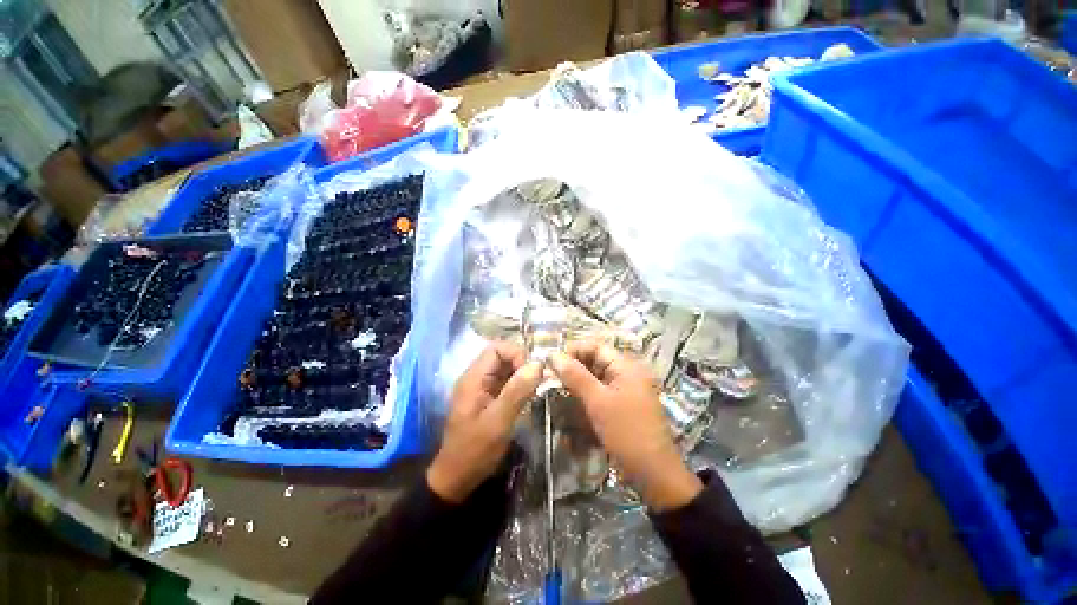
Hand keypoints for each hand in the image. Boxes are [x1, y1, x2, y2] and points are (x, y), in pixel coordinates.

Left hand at [427, 341, 541, 502]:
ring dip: (522, 374)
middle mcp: (476, 378)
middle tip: (538, 381)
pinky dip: (519, 384)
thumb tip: (538, 364)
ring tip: (537, 388)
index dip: (516, 354)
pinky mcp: (488, 398)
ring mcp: (482, 388)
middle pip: (502, 356)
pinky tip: (529, 396)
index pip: (497, 348)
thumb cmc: (475, 450)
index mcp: (473, 378)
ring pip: (506, 368)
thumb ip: (517, 391)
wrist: (457, 478)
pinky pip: (506, 382)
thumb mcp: (498, 421)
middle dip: (522, 363)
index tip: (531, 373)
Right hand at [550, 342, 701, 511]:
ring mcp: (626, 389)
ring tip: (558, 388)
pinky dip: (587, 393)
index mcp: (626, 366)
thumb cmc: (626, 432)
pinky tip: (573, 401)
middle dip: (574, 366)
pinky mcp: (623, 405)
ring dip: (578, 380)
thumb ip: (575, 376)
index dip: (573, 350)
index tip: (552, 362)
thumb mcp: (598, 402)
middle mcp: (627, 373)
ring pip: (597, 377)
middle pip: (596, 360)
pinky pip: (601, 391)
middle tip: (552, 376)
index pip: (596, 346)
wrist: (655, 474)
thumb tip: (553, 355)